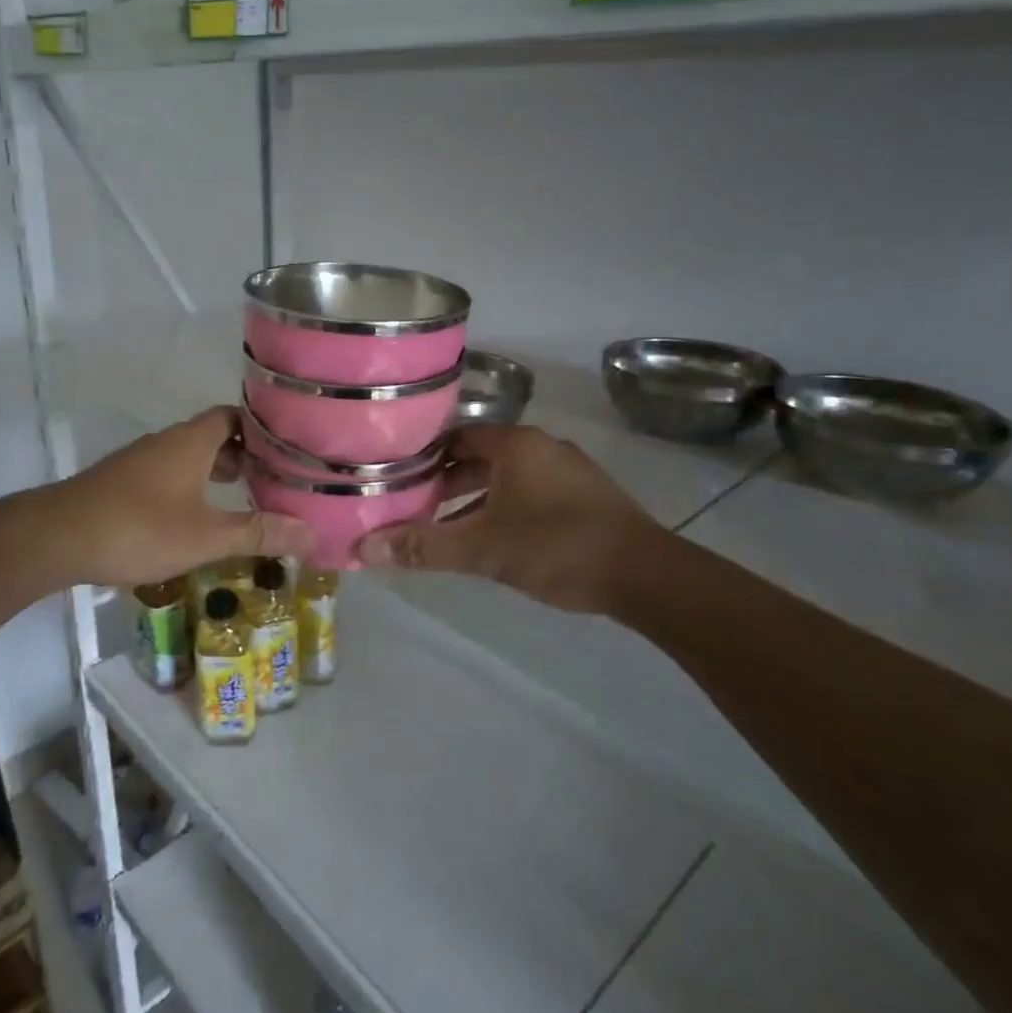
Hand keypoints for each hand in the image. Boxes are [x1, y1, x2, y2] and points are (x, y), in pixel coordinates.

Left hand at [53, 407, 312, 588]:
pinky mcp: (123, 483)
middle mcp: (167, 442)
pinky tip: (199, 517)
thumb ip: (258, 533)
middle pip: (214, 436)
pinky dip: (193, 487)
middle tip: (277, 479)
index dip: (263, 428)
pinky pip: (170, 475)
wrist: (57, 538)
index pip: (235, 416)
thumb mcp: (206, 536)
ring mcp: (141, 461)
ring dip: (217, 472)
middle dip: (246, 455)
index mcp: (191, 441)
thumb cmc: (138, 528)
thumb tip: (311, 533)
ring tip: (247, 499)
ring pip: (190, 457)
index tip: (291, 446)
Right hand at [357, 425, 659, 614]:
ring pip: (506, 477)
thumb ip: (424, 547)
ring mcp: (569, 470)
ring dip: (475, 499)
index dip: (424, 458)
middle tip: (414, 507)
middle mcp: (542, 446)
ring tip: (446, 528)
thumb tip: (364, 549)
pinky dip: (505, 508)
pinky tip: (494, 540)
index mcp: (516, 444)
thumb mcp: (482, 549)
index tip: (396, 479)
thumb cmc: (556, 547)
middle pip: (479, 456)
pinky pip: (531, 492)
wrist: (647, 575)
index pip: (455, 437)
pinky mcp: (586, 495)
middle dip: (446, 483)